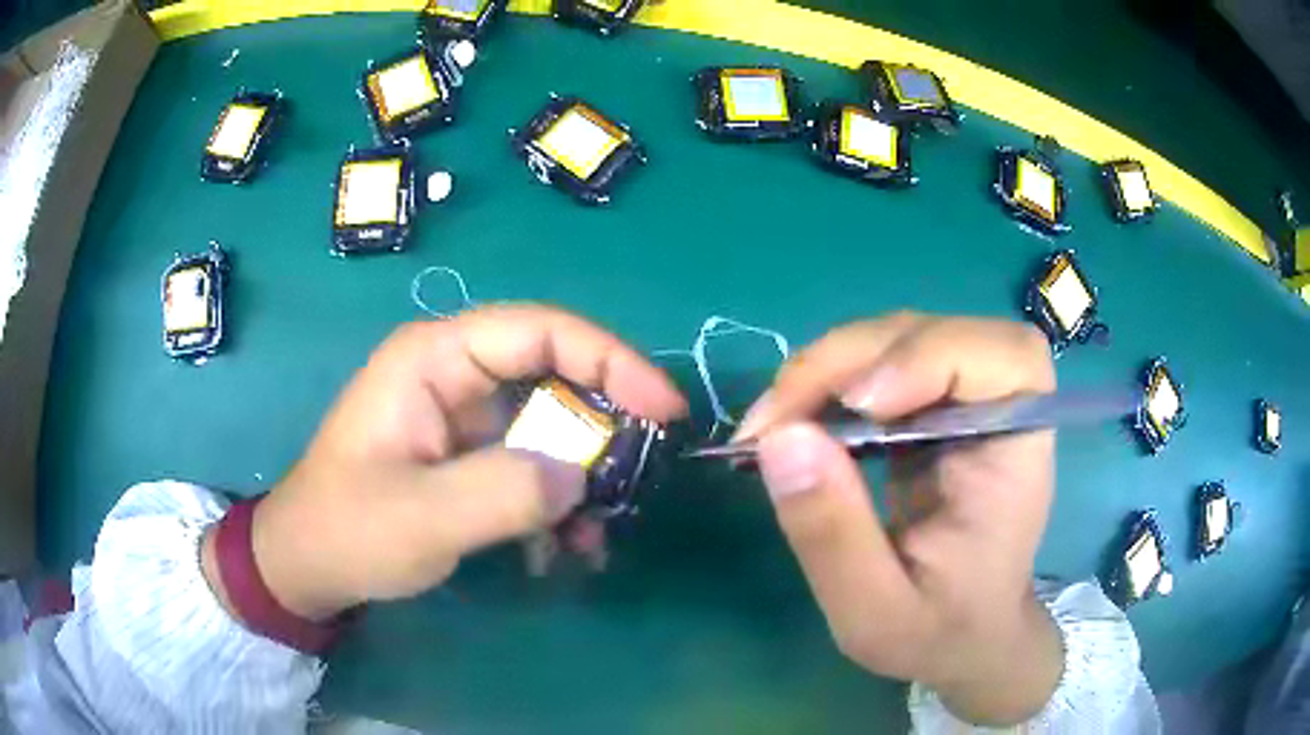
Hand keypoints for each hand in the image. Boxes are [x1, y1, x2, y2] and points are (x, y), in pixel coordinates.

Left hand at [203, 304, 685, 620]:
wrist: (308, 565)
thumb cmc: (348, 530)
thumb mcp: (422, 517)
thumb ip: (505, 492)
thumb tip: (582, 476)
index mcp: (436, 359)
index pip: (541, 330)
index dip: (611, 358)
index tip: (664, 408)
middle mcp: (455, 374)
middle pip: (555, 374)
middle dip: (603, 427)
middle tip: (640, 478)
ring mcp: (463, 416)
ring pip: (550, 425)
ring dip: (583, 476)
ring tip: (596, 536)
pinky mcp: (468, 455)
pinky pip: (532, 462)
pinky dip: (558, 501)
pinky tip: (565, 548)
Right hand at [735, 312, 1062, 725]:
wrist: (960, 637)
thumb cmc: (938, 633)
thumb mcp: (874, 612)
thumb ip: (833, 537)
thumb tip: (778, 438)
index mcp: (1017, 456)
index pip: (1007, 357)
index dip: (935, 355)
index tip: (861, 405)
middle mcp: (998, 410)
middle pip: (933, 334)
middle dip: (849, 360)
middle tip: (773, 420)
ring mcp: (961, 402)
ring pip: (895, 339)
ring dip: (826, 368)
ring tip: (771, 425)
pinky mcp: (927, 406)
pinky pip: (875, 364)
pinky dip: (825, 383)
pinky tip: (793, 421)